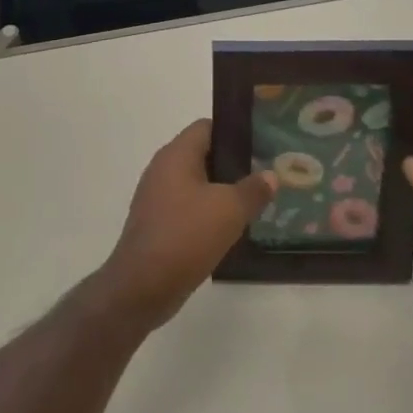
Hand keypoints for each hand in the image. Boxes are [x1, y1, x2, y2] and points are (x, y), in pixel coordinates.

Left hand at [94, 119, 276, 330]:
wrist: (142, 286)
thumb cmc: (186, 235)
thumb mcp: (229, 210)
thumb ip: (253, 189)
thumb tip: (270, 175)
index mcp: (176, 154)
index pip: (207, 127)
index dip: (234, 132)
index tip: (261, 145)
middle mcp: (163, 168)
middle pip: (203, 155)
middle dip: (233, 164)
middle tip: (264, 176)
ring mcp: (157, 197)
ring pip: (197, 183)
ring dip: (222, 192)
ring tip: (253, 203)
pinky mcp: (157, 222)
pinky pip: (188, 207)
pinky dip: (208, 213)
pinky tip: (231, 229)